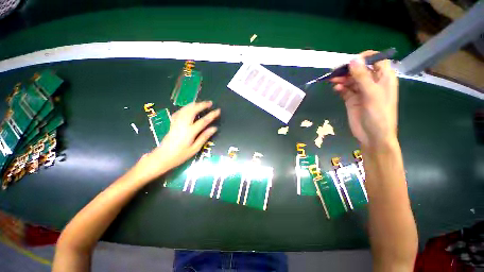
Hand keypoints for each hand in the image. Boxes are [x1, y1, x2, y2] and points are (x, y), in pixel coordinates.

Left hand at [132, 101, 219, 182]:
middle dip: (202, 105)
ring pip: (185, 109)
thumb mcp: (195, 149)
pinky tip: (189, 108)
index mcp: (190, 132)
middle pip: (193, 110)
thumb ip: (204, 137)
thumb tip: (214, 128)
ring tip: (201, 103)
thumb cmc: (180, 155)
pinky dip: (186, 108)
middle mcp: (183, 124)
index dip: (211, 115)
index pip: (203, 121)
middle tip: (210, 103)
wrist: (162, 157)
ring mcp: (176, 122)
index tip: (218, 110)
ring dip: (194, 104)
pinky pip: (179, 112)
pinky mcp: (172, 123)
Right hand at [330, 51, 398, 150]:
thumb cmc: (378, 114)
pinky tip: (336, 89)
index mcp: (384, 78)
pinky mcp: (352, 100)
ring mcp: (361, 92)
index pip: (376, 60)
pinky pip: (345, 90)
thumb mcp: (372, 93)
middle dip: (348, 70)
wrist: (372, 135)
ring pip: (350, 80)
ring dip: (341, 79)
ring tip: (332, 81)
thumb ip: (362, 76)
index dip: (365, 58)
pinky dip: (340, 88)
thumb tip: (352, 60)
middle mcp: (373, 82)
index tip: (351, 61)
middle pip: (359, 70)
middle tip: (335, 72)